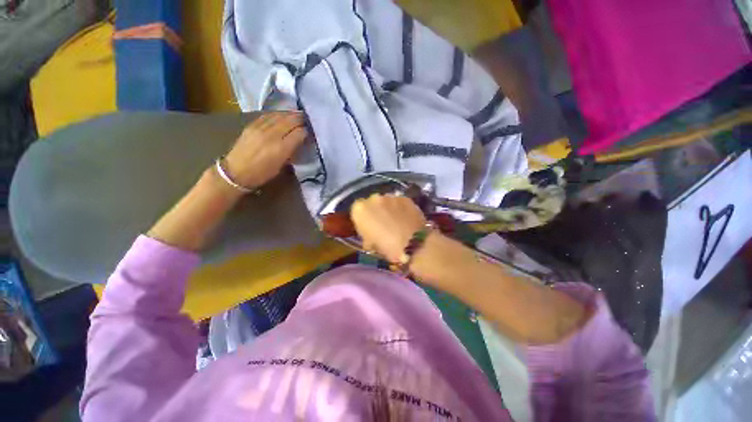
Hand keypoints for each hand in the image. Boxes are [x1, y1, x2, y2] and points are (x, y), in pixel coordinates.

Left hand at [224, 112, 307, 189]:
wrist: (236, 172)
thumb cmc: (262, 174)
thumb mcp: (281, 166)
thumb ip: (291, 152)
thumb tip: (299, 141)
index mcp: (281, 148)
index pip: (299, 133)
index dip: (306, 131)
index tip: (310, 132)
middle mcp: (272, 135)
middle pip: (290, 121)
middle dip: (300, 119)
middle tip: (307, 119)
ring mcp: (260, 128)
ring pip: (279, 116)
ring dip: (290, 114)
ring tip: (297, 114)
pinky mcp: (252, 125)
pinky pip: (267, 115)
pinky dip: (277, 114)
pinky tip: (282, 114)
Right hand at [350, 194, 426, 262]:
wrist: (413, 244)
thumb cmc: (387, 247)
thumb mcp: (370, 245)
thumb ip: (367, 235)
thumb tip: (370, 236)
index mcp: (359, 209)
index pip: (357, 210)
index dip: (363, 219)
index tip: (369, 227)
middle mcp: (373, 198)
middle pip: (372, 203)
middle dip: (376, 211)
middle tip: (383, 223)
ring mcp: (391, 196)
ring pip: (387, 201)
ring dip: (389, 208)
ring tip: (396, 220)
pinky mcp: (405, 197)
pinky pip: (400, 202)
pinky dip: (401, 208)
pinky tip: (406, 218)